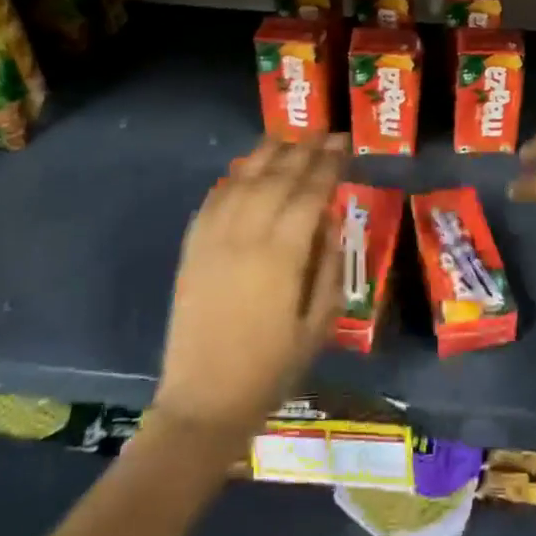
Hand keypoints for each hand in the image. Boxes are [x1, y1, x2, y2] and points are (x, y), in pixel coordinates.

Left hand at [151, 137, 347, 443]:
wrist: (205, 401)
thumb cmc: (272, 368)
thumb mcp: (319, 322)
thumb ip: (329, 264)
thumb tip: (330, 218)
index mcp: (282, 256)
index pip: (310, 192)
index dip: (329, 164)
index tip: (343, 143)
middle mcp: (245, 237)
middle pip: (276, 177)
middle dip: (303, 150)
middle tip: (322, 133)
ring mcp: (213, 240)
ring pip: (241, 180)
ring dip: (266, 154)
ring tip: (287, 138)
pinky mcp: (192, 250)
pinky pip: (212, 200)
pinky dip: (231, 178)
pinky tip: (245, 170)